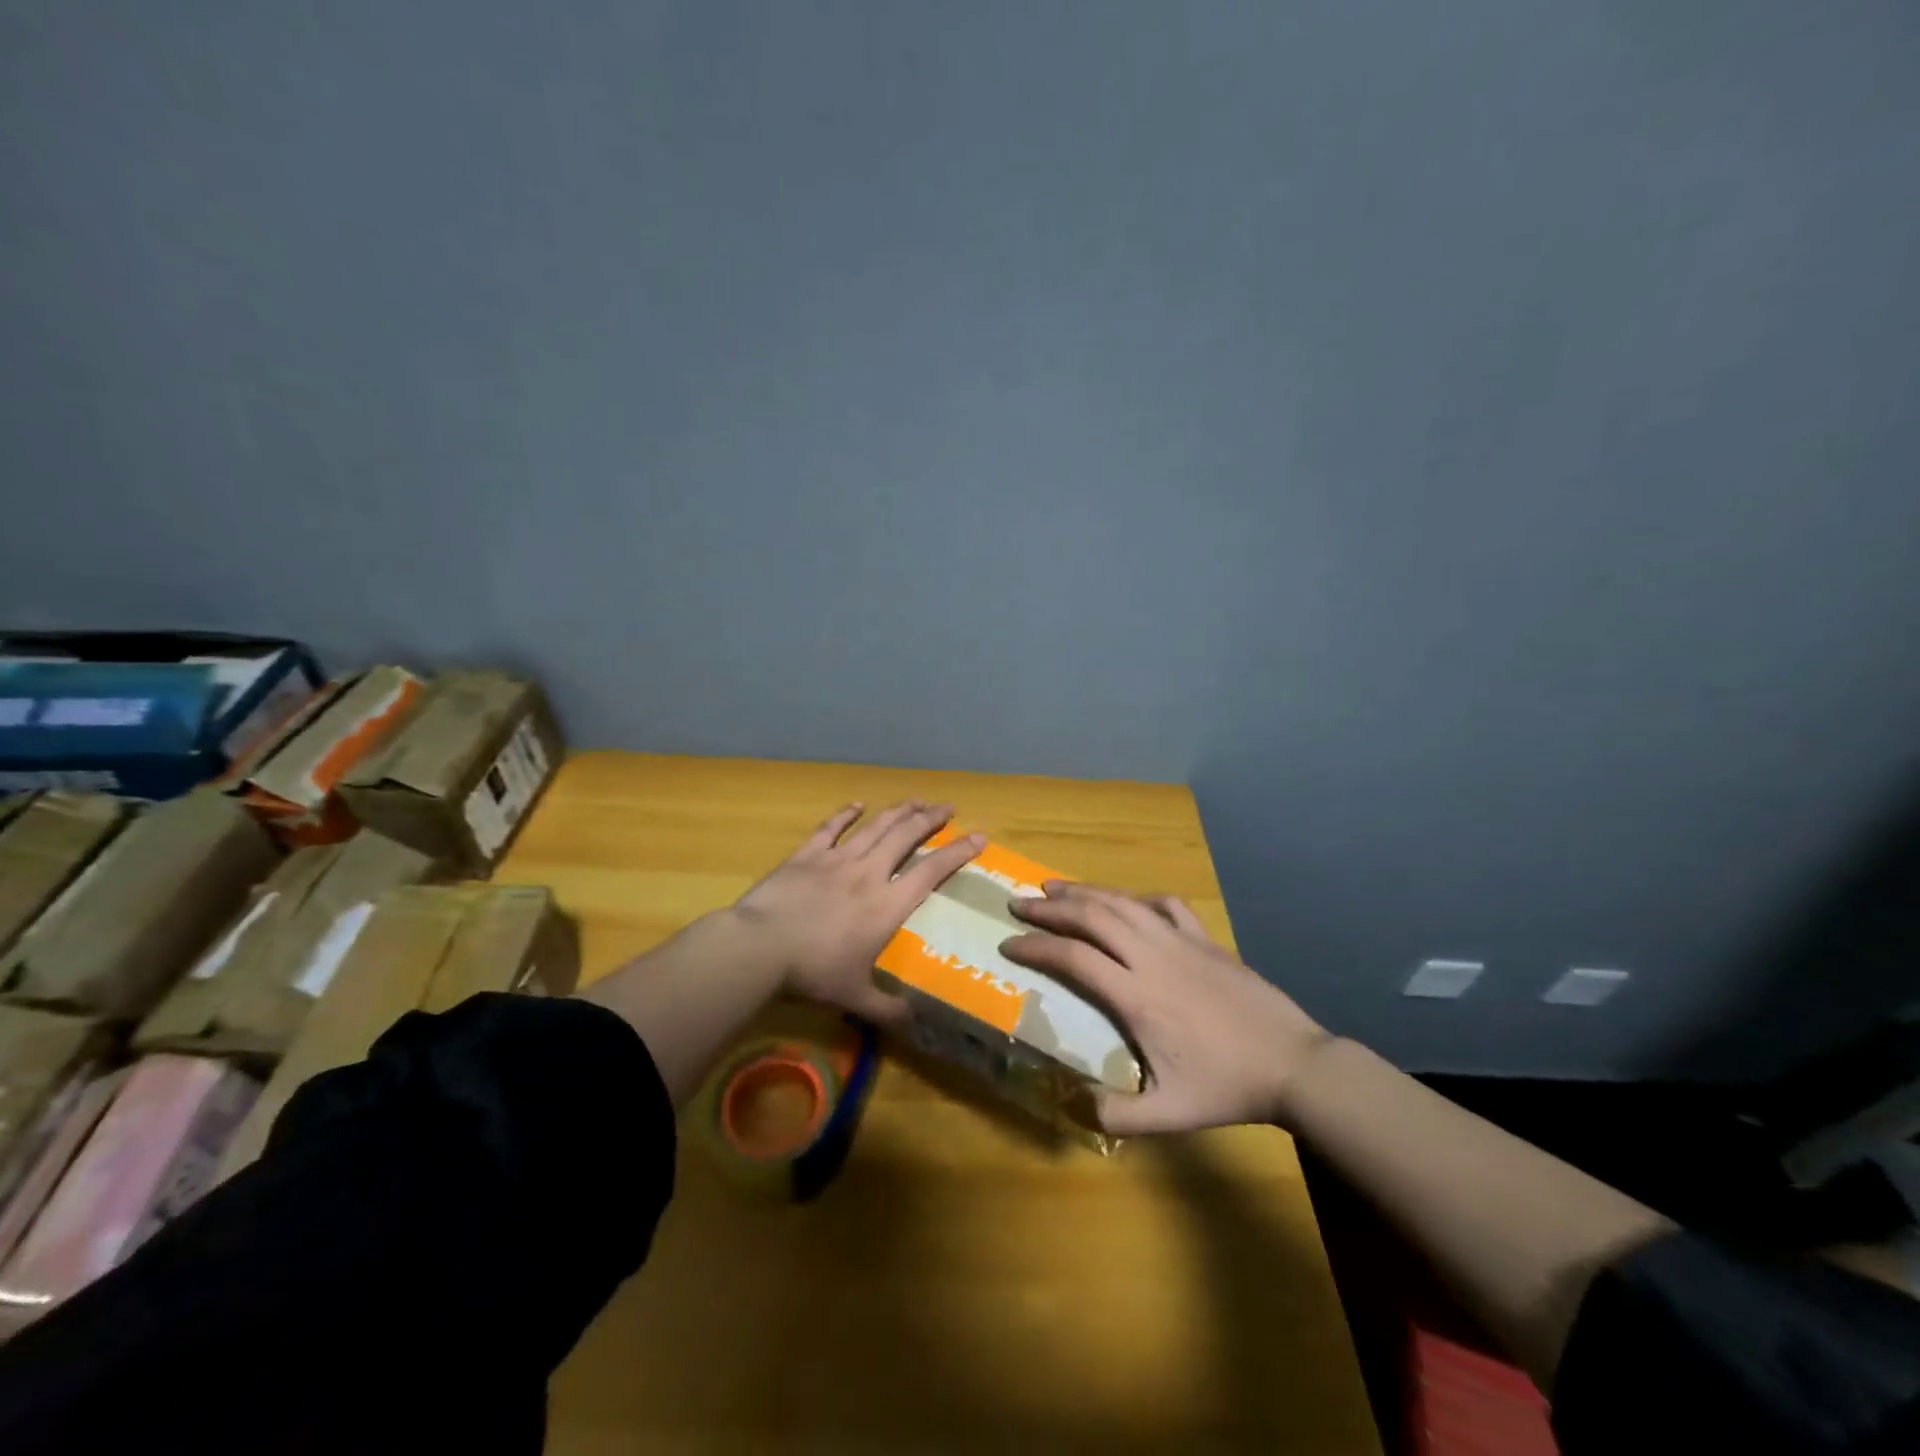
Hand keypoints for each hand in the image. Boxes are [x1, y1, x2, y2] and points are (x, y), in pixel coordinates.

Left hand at [731, 801, 981, 1023]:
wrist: (760, 946)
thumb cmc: (813, 972)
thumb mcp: (854, 997)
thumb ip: (887, 1009)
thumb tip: (916, 1026)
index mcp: (886, 904)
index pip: (931, 871)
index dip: (958, 852)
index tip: (979, 837)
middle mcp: (868, 873)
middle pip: (905, 836)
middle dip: (930, 819)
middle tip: (948, 808)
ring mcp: (837, 859)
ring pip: (875, 826)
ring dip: (898, 811)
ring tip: (916, 800)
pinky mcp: (807, 855)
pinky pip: (830, 828)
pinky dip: (845, 814)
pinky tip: (857, 803)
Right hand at [1002, 883, 1329, 1134]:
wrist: (1294, 1064)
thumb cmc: (1228, 1087)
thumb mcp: (1170, 1115)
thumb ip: (1118, 1116)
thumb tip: (1075, 1105)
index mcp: (1137, 996)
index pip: (1074, 958)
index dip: (1036, 946)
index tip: (1008, 944)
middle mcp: (1153, 957)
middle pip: (1092, 916)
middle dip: (1050, 907)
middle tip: (1019, 902)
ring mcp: (1182, 942)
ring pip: (1123, 902)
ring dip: (1085, 891)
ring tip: (1054, 886)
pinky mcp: (1206, 939)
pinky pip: (1165, 905)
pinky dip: (1137, 897)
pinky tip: (1126, 902)